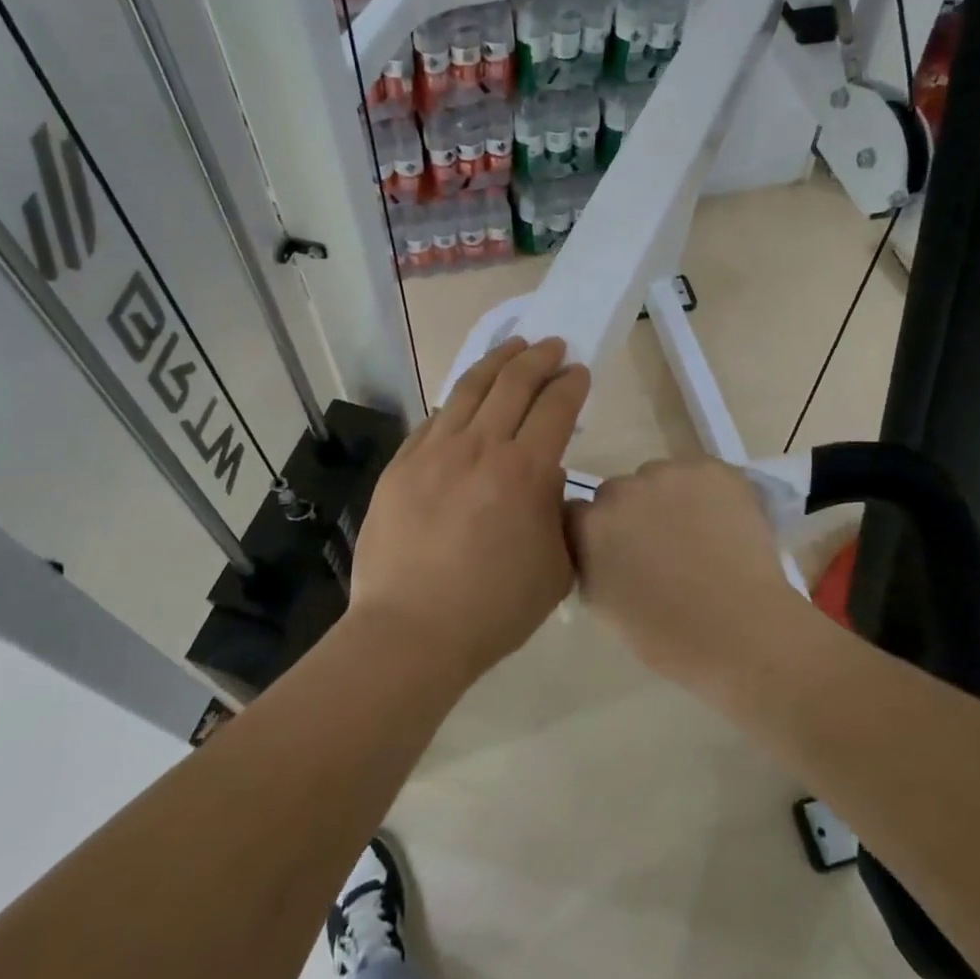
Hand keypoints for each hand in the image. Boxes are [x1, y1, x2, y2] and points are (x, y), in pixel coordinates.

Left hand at [347, 337, 590, 686]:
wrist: (410, 632)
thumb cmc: (492, 610)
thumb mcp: (553, 569)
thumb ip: (557, 515)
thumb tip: (546, 480)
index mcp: (524, 472)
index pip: (555, 408)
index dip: (571, 384)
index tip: (578, 372)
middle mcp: (480, 448)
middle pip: (514, 384)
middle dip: (539, 358)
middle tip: (552, 346)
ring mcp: (434, 452)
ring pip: (469, 389)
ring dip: (497, 361)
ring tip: (512, 346)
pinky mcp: (401, 465)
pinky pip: (434, 419)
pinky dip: (457, 400)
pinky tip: (465, 397)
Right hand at [568, 458, 790, 686]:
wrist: (742, 633)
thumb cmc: (668, 637)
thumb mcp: (605, 607)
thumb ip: (590, 564)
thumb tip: (598, 548)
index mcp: (590, 525)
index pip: (578, 513)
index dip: (598, 532)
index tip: (616, 551)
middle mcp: (622, 489)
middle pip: (618, 492)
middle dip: (632, 514)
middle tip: (661, 546)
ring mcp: (668, 474)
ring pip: (659, 479)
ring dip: (669, 499)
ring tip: (699, 536)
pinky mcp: (711, 469)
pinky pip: (700, 474)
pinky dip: (708, 494)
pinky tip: (723, 524)